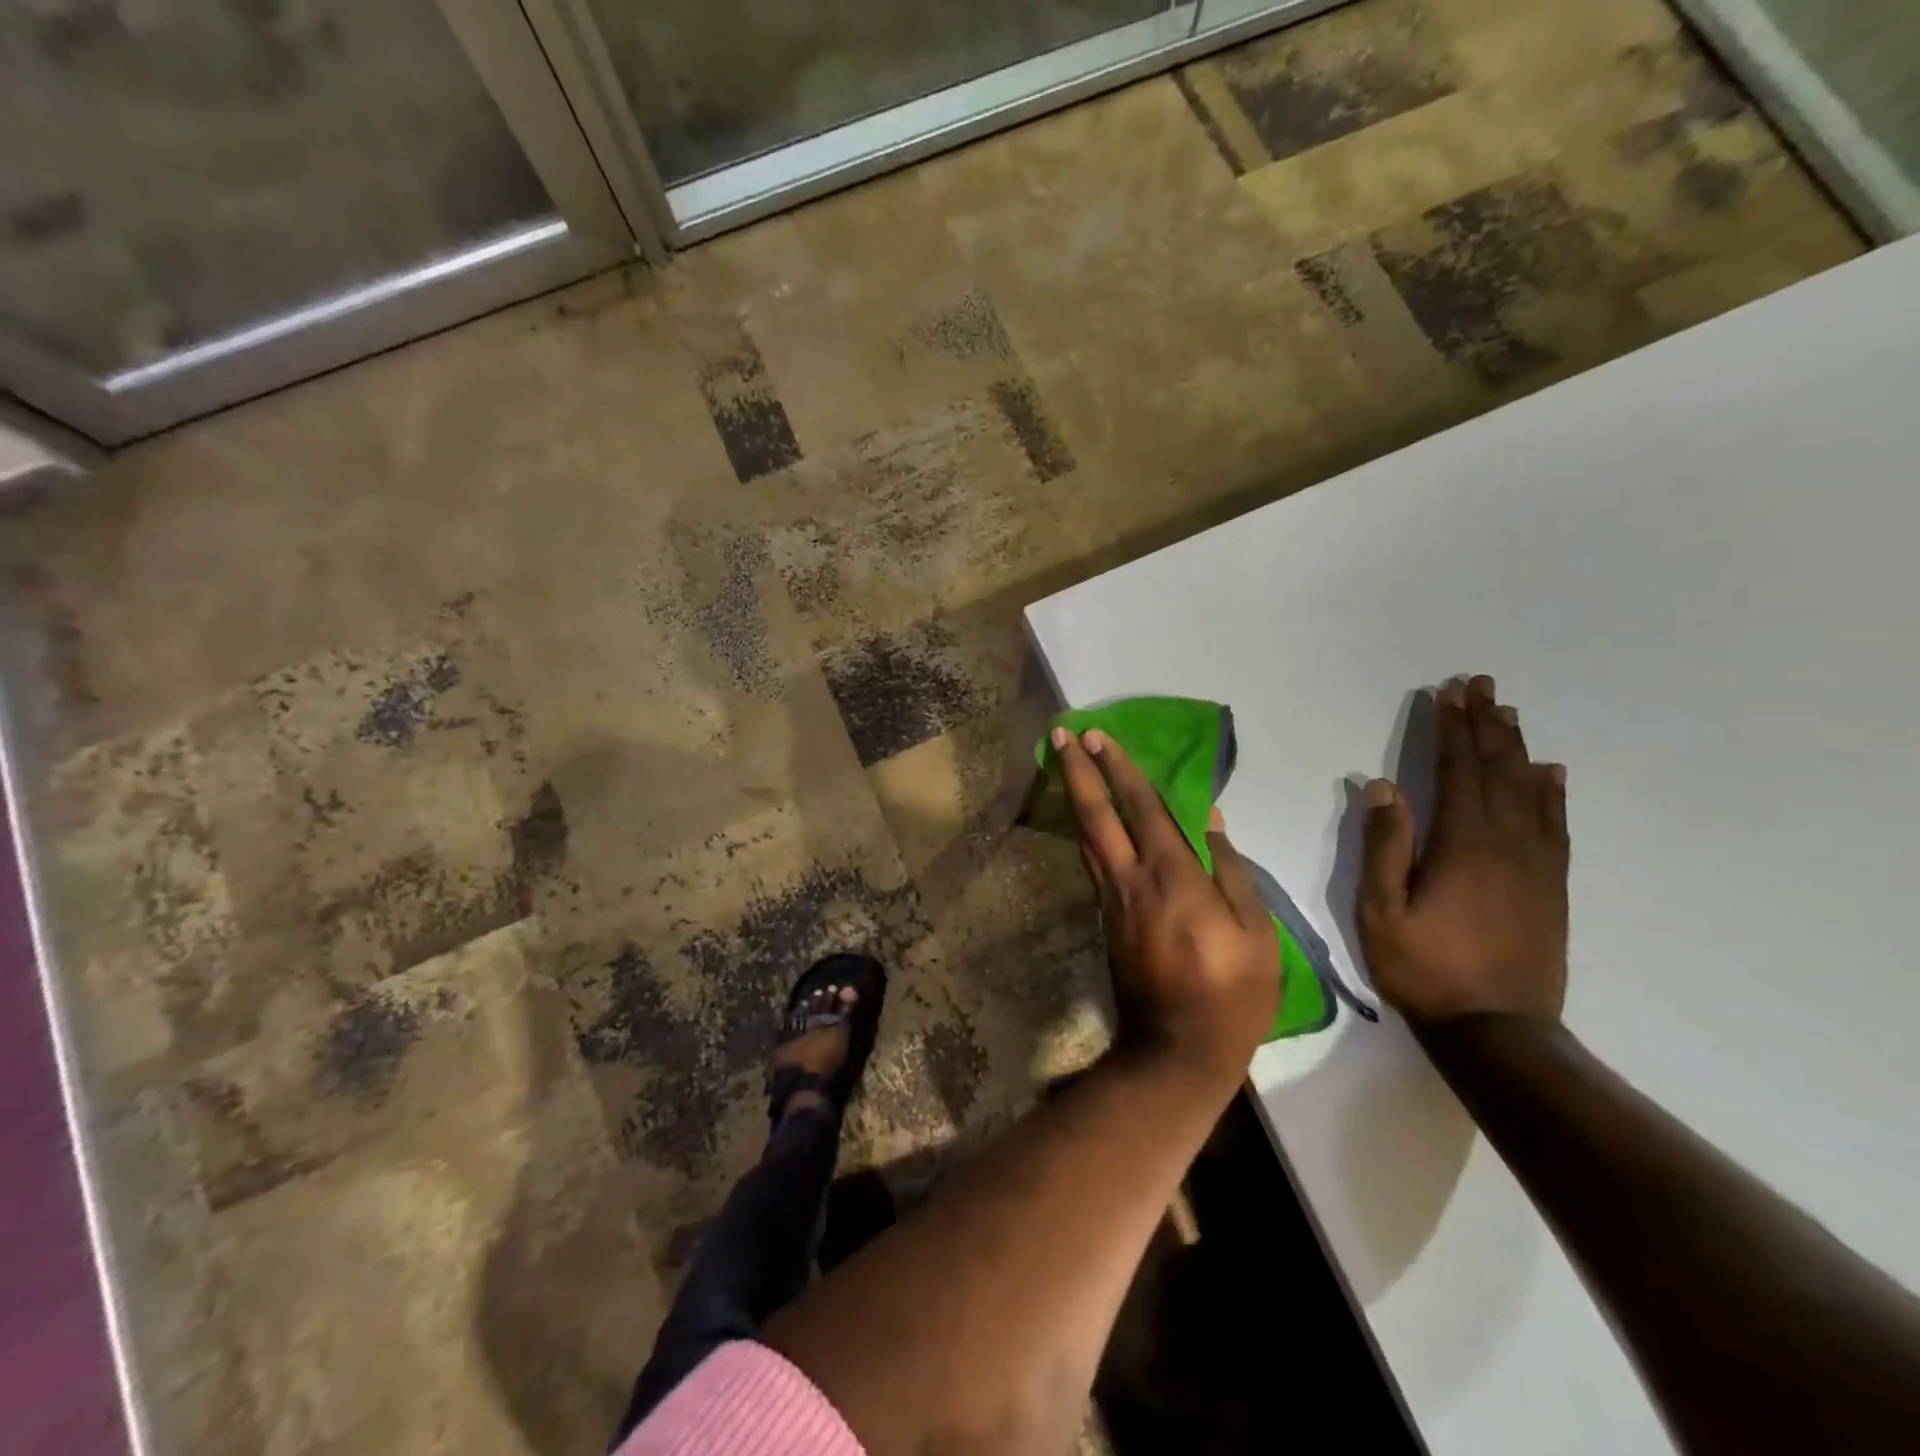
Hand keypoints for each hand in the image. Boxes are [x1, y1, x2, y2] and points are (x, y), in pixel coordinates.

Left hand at [1053, 727, 1279, 1084]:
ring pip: (1087, 837)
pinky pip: (1093, 863)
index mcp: (1172, 876)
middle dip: (1078, 771)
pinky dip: (1086, 832)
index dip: (1120, 769)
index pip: (1142, 807)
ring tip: (1065, 765)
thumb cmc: (1231, 992)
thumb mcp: (1256, 931)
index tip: (1098, 737)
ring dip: (1074, 796)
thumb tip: (1212, 819)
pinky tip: (1086, 821)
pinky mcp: (1105, 919)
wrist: (1176, 1049)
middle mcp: (1131, 878)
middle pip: (1097, 814)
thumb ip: (1231, 869)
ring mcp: (1111, 900)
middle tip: (1062, 734)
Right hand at [1358, 676, 1569, 1025]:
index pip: (1457, 771)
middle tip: (1480, 685)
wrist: (1498, 1029)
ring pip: (1530, 791)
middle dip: (1485, 725)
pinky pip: (1555, 826)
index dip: (1452, 730)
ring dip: (1515, 748)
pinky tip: (1550, 773)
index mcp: (1462, 844)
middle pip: (1497, 771)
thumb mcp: (1380, 910)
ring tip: (1507, 713)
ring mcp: (1536, 864)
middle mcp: (1506, 843)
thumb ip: (1383, 846)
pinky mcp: (1551, 886)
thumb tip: (1382, 786)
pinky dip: (1552, 793)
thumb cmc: (1424, 967)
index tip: (1448, 693)